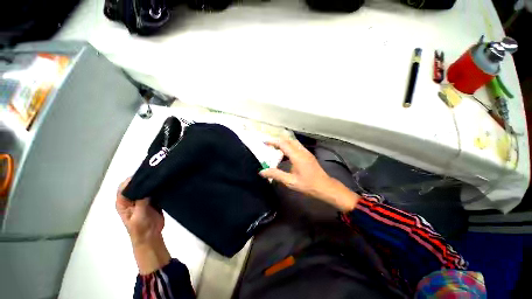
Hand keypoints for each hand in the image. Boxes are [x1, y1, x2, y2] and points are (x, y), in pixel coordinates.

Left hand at [116, 178, 169, 273]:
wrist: (151, 236)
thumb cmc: (140, 229)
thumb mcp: (138, 216)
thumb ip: (141, 202)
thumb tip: (146, 187)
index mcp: (124, 202)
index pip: (125, 187)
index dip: (132, 180)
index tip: (144, 173)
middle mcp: (132, 198)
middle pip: (137, 185)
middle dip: (145, 179)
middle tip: (155, 172)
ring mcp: (143, 199)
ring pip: (147, 187)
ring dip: (153, 182)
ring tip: (162, 176)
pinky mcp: (153, 200)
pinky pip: (155, 191)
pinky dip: (159, 187)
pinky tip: (166, 183)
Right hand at [259, 139, 358, 211]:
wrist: (325, 187)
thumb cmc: (308, 185)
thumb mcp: (290, 181)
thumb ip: (276, 175)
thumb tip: (262, 171)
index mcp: (297, 156)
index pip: (283, 144)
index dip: (273, 142)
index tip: (264, 142)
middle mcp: (302, 151)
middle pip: (288, 140)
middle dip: (278, 141)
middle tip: (269, 146)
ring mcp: (306, 152)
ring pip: (293, 142)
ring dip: (284, 144)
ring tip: (275, 151)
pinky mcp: (308, 155)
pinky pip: (296, 147)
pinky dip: (289, 148)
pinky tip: (285, 157)